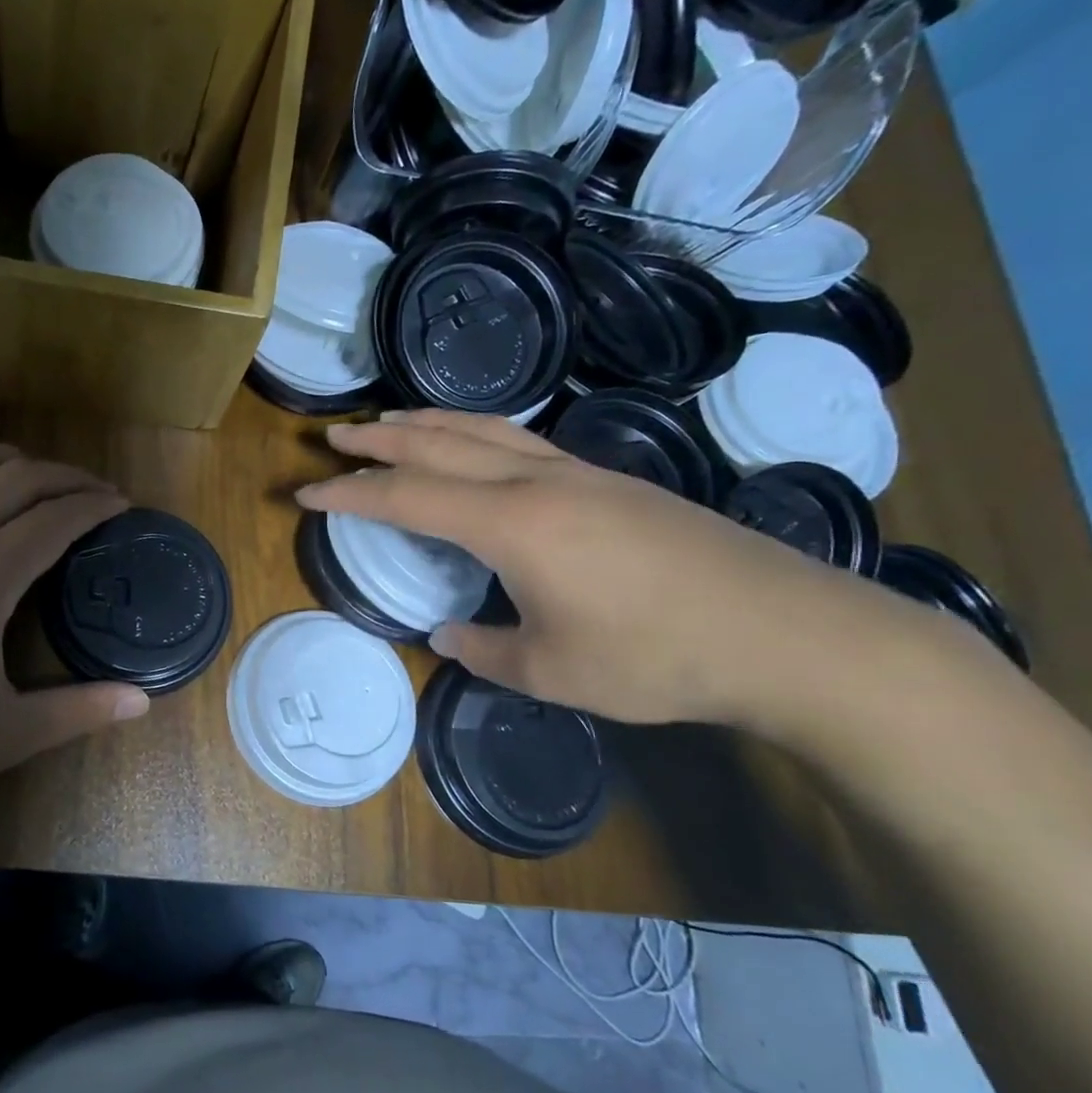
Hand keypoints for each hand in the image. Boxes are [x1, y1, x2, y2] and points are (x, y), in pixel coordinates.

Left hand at [0, 442, 149, 816]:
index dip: (93, 506)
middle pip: (13, 480)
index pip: (53, 520)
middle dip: (63, 476)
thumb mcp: (6, 734)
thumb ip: (79, 711)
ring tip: (28, 472)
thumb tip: (143, 701)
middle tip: (92, 490)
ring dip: (0, 457)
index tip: (121, 505)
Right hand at [296, 409, 935, 729]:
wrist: (785, 632)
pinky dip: (476, 432)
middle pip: (438, 445)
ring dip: (427, 423)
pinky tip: (474, 445)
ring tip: (390, 421)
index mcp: (510, 524)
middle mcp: (537, 482)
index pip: (407, 498)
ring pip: (483, 430)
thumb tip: (448, 633)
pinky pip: (521, 439)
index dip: (349, 494)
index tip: (305, 491)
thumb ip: (485, 650)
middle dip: (377, 441)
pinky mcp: (611, 480)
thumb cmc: (656, 657)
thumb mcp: (552, 672)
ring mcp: (579, 473)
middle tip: (333, 437)